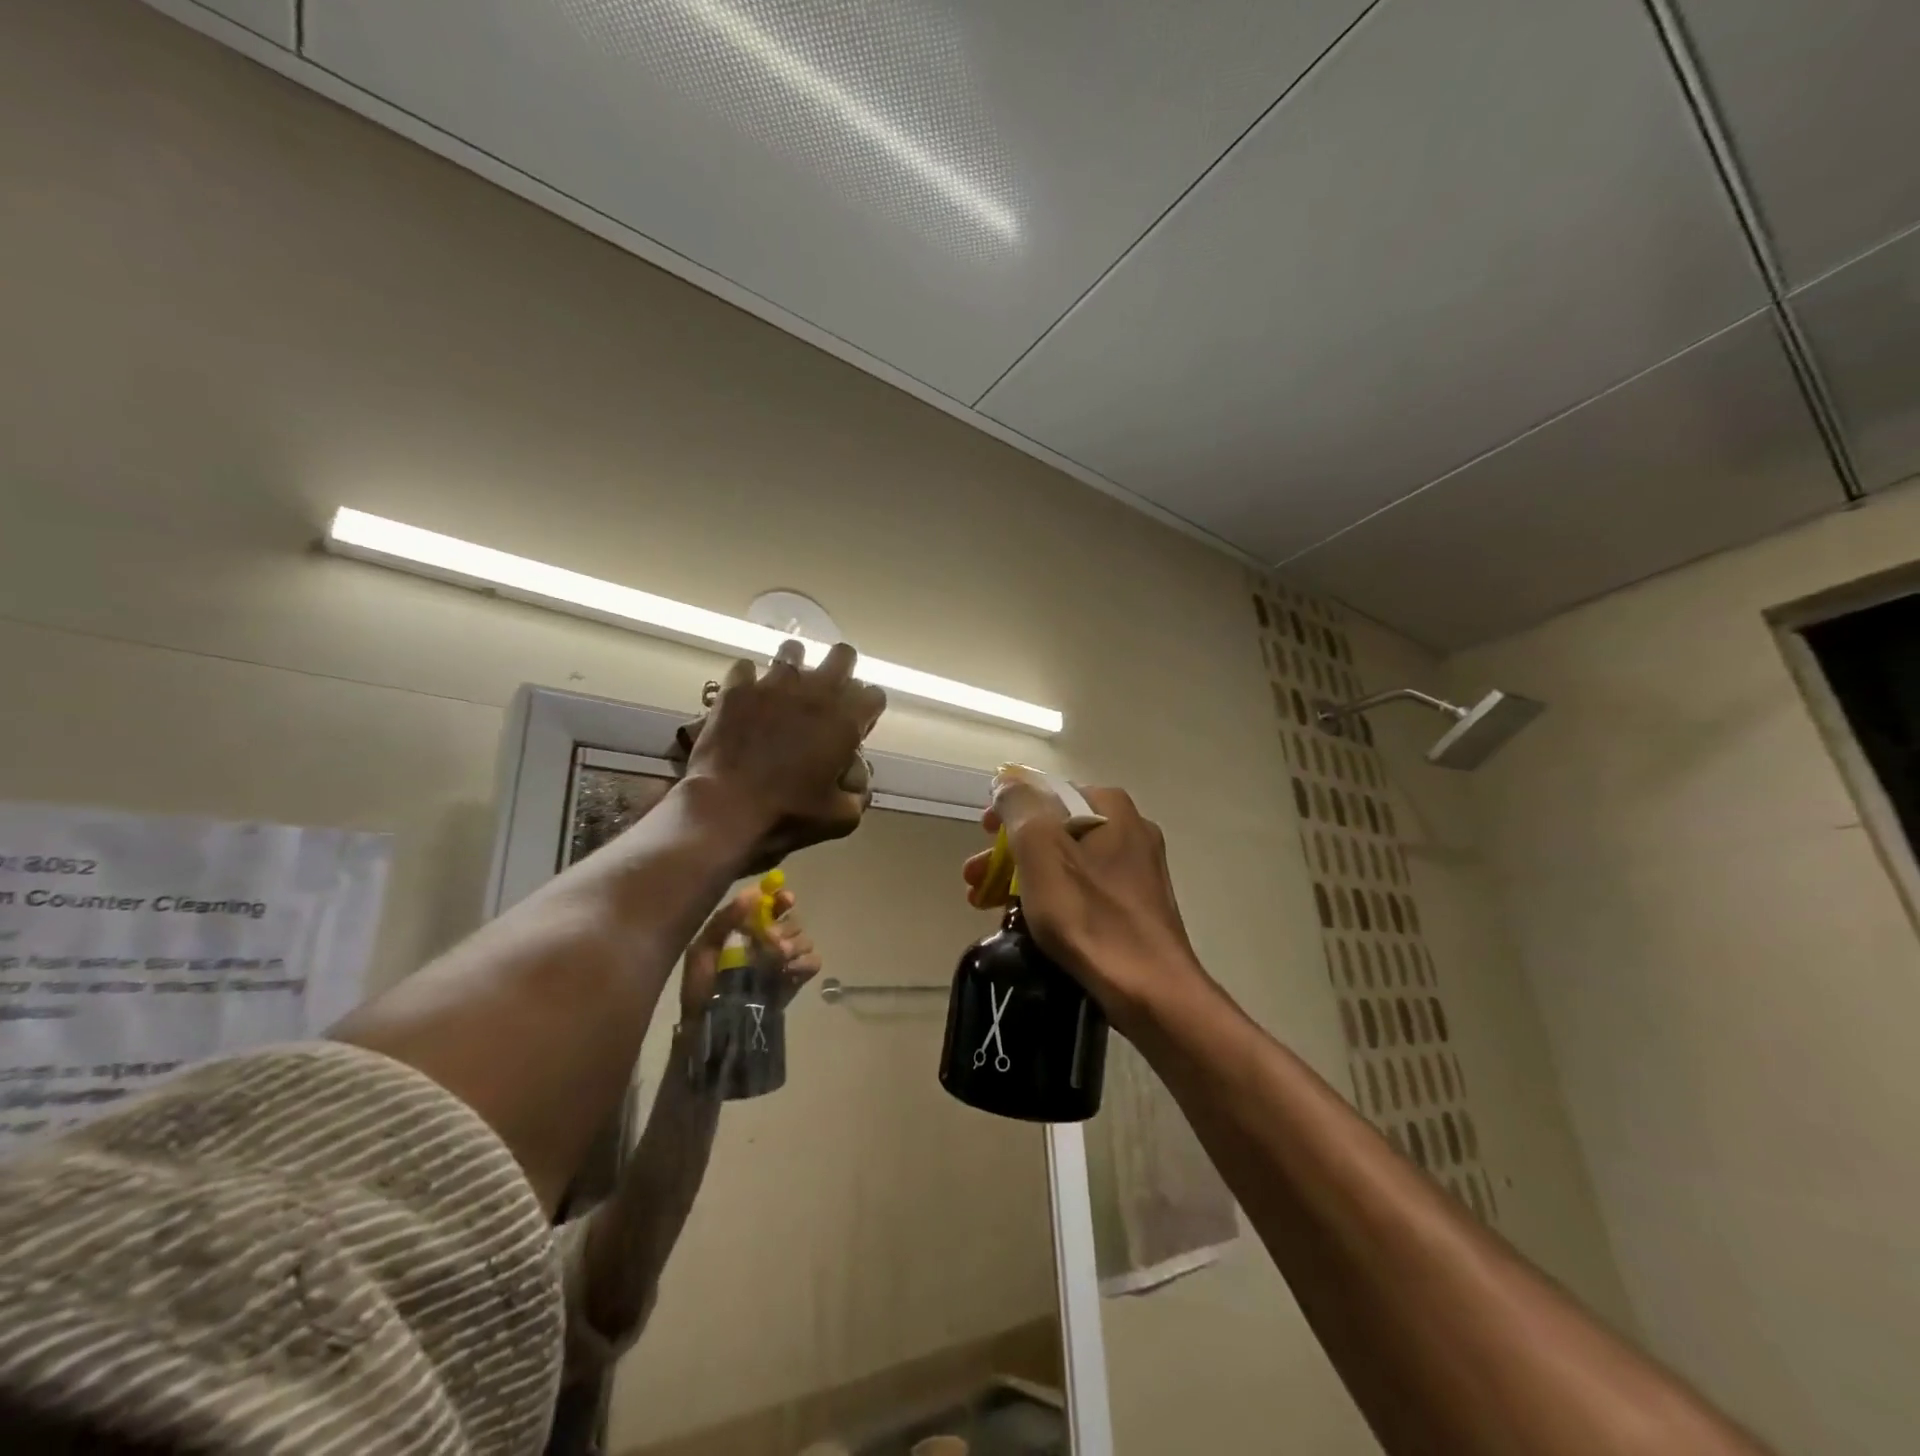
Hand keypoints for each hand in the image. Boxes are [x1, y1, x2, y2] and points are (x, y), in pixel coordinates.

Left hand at [679, 883, 821, 1022]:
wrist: (709, 1030)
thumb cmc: (700, 988)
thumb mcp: (702, 950)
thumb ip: (724, 921)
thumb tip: (753, 893)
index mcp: (746, 929)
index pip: (773, 904)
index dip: (781, 899)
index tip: (785, 900)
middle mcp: (768, 941)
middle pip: (793, 921)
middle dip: (786, 927)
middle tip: (772, 940)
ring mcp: (784, 962)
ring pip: (805, 940)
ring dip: (795, 945)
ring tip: (780, 958)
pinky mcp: (795, 981)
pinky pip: (813, 962)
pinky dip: (806, 963)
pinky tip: (791, 970)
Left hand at [683, 639, 885, 872]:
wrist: (726, 809)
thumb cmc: (789, 814)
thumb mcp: (840, 817)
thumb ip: (857, 793)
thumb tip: (857, 778)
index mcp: (846, 721)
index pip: (874, 694)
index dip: (867, 709)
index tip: (855, 727)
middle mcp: (816, 692)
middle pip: (843, 655)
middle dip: (841, 670)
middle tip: (828, 696)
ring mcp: (774, 685)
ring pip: (793, 649)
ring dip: (795, 666)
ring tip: (786, 689)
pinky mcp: (737, 689)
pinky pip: (745, 667)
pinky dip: (748, 681)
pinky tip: (746, 699)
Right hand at [962, 768, 1205, 1030]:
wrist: (1150, 990)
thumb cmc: (1090, 915)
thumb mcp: (1042, 851)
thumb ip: (1019, 808)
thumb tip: (1006, 781)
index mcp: (1111, 808)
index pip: (1048, 792)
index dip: (1008, 810)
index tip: (981, 835)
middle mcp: (1130, 830)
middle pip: (1054, 829)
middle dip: (1009, 852)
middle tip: (974, 877)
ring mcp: (1137, 870)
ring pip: (1066, 862)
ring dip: (1023, 877)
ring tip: (986, 905)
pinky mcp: (1136, 906)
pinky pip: (1083, 890)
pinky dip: (1051, 898)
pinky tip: (1027, 923)